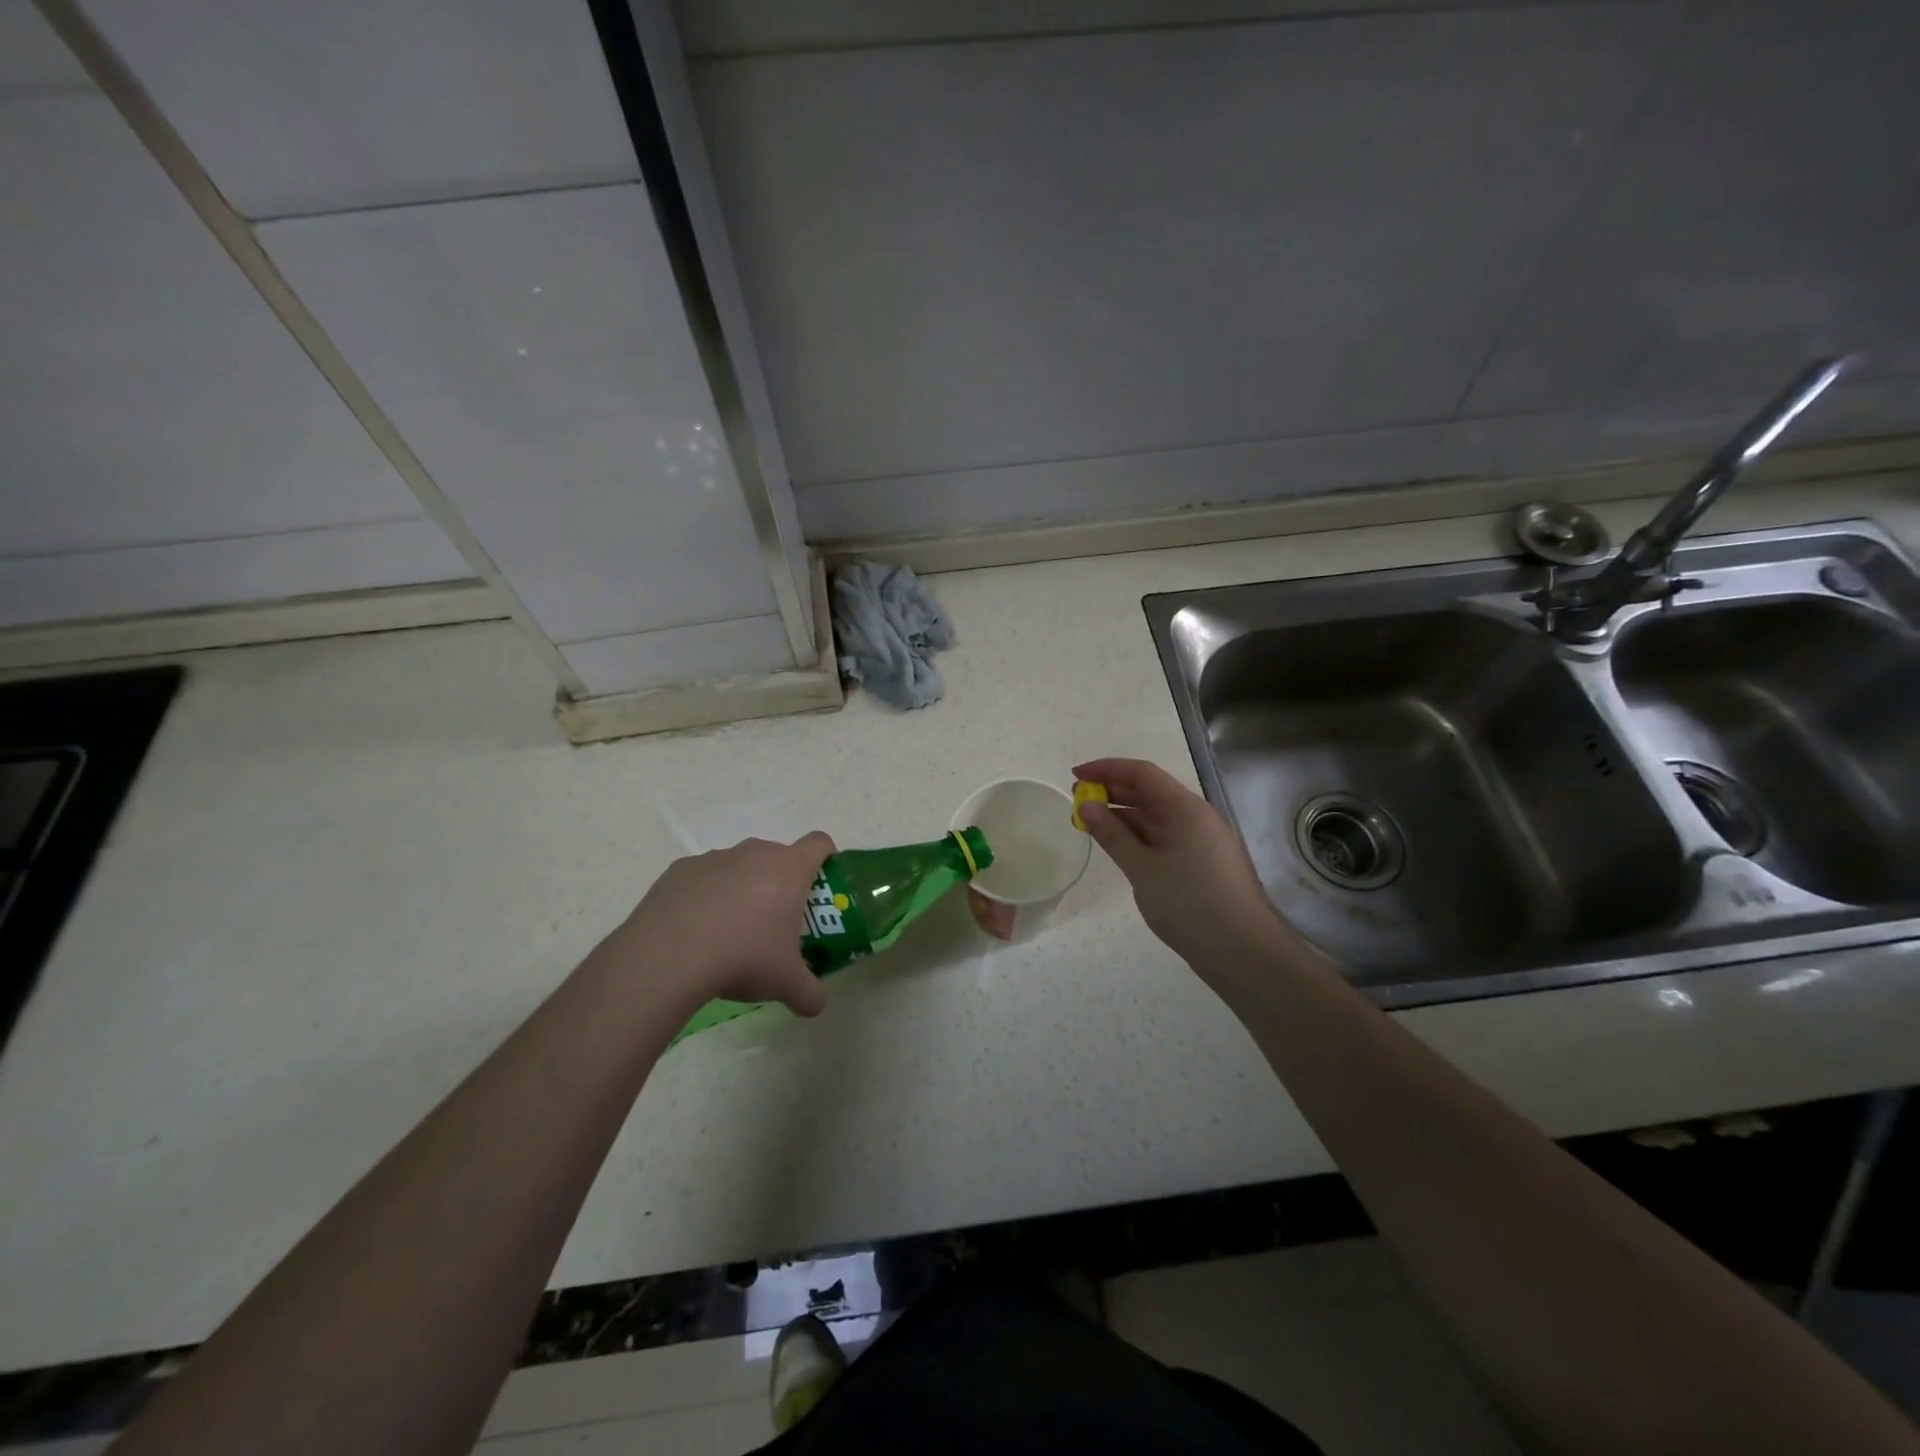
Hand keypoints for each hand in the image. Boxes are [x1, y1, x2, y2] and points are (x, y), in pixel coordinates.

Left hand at [606, 834, 835, 1015]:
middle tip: (774, 922)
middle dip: (779, 883)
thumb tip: (817, 1005)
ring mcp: (714, 858)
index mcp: (789, 869)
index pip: (819, 843)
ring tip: (729, 932)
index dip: (825, 857)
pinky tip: (694, 931)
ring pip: (738, 866)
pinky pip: (702, 878)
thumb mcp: (786, 983)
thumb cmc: (744, 957)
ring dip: (741, 889)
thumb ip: (809, 993)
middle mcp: (755, 853)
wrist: (668, 957)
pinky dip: (705, 897)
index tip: (820, 882)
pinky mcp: (680, 870)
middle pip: (777, 856)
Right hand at [1073, 758, 1286, 973]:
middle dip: (1112, 792)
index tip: (1075, 775)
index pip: (1142, 774)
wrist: (1244, 953)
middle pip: (1150, 792)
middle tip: (1077, 800)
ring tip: (1090, 825)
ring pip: (1156, 817)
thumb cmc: (1190, 905)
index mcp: (1186, 809)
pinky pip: (1164, 838)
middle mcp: (1196, 818)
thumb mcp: (1142, 868)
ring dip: (1123, 817)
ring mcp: (1201, 842)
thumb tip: (1087, 805)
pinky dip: (1138, 838)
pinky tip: (1119, 848)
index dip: (1107, 769)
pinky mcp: (1201, 864)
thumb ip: (1112, 834)